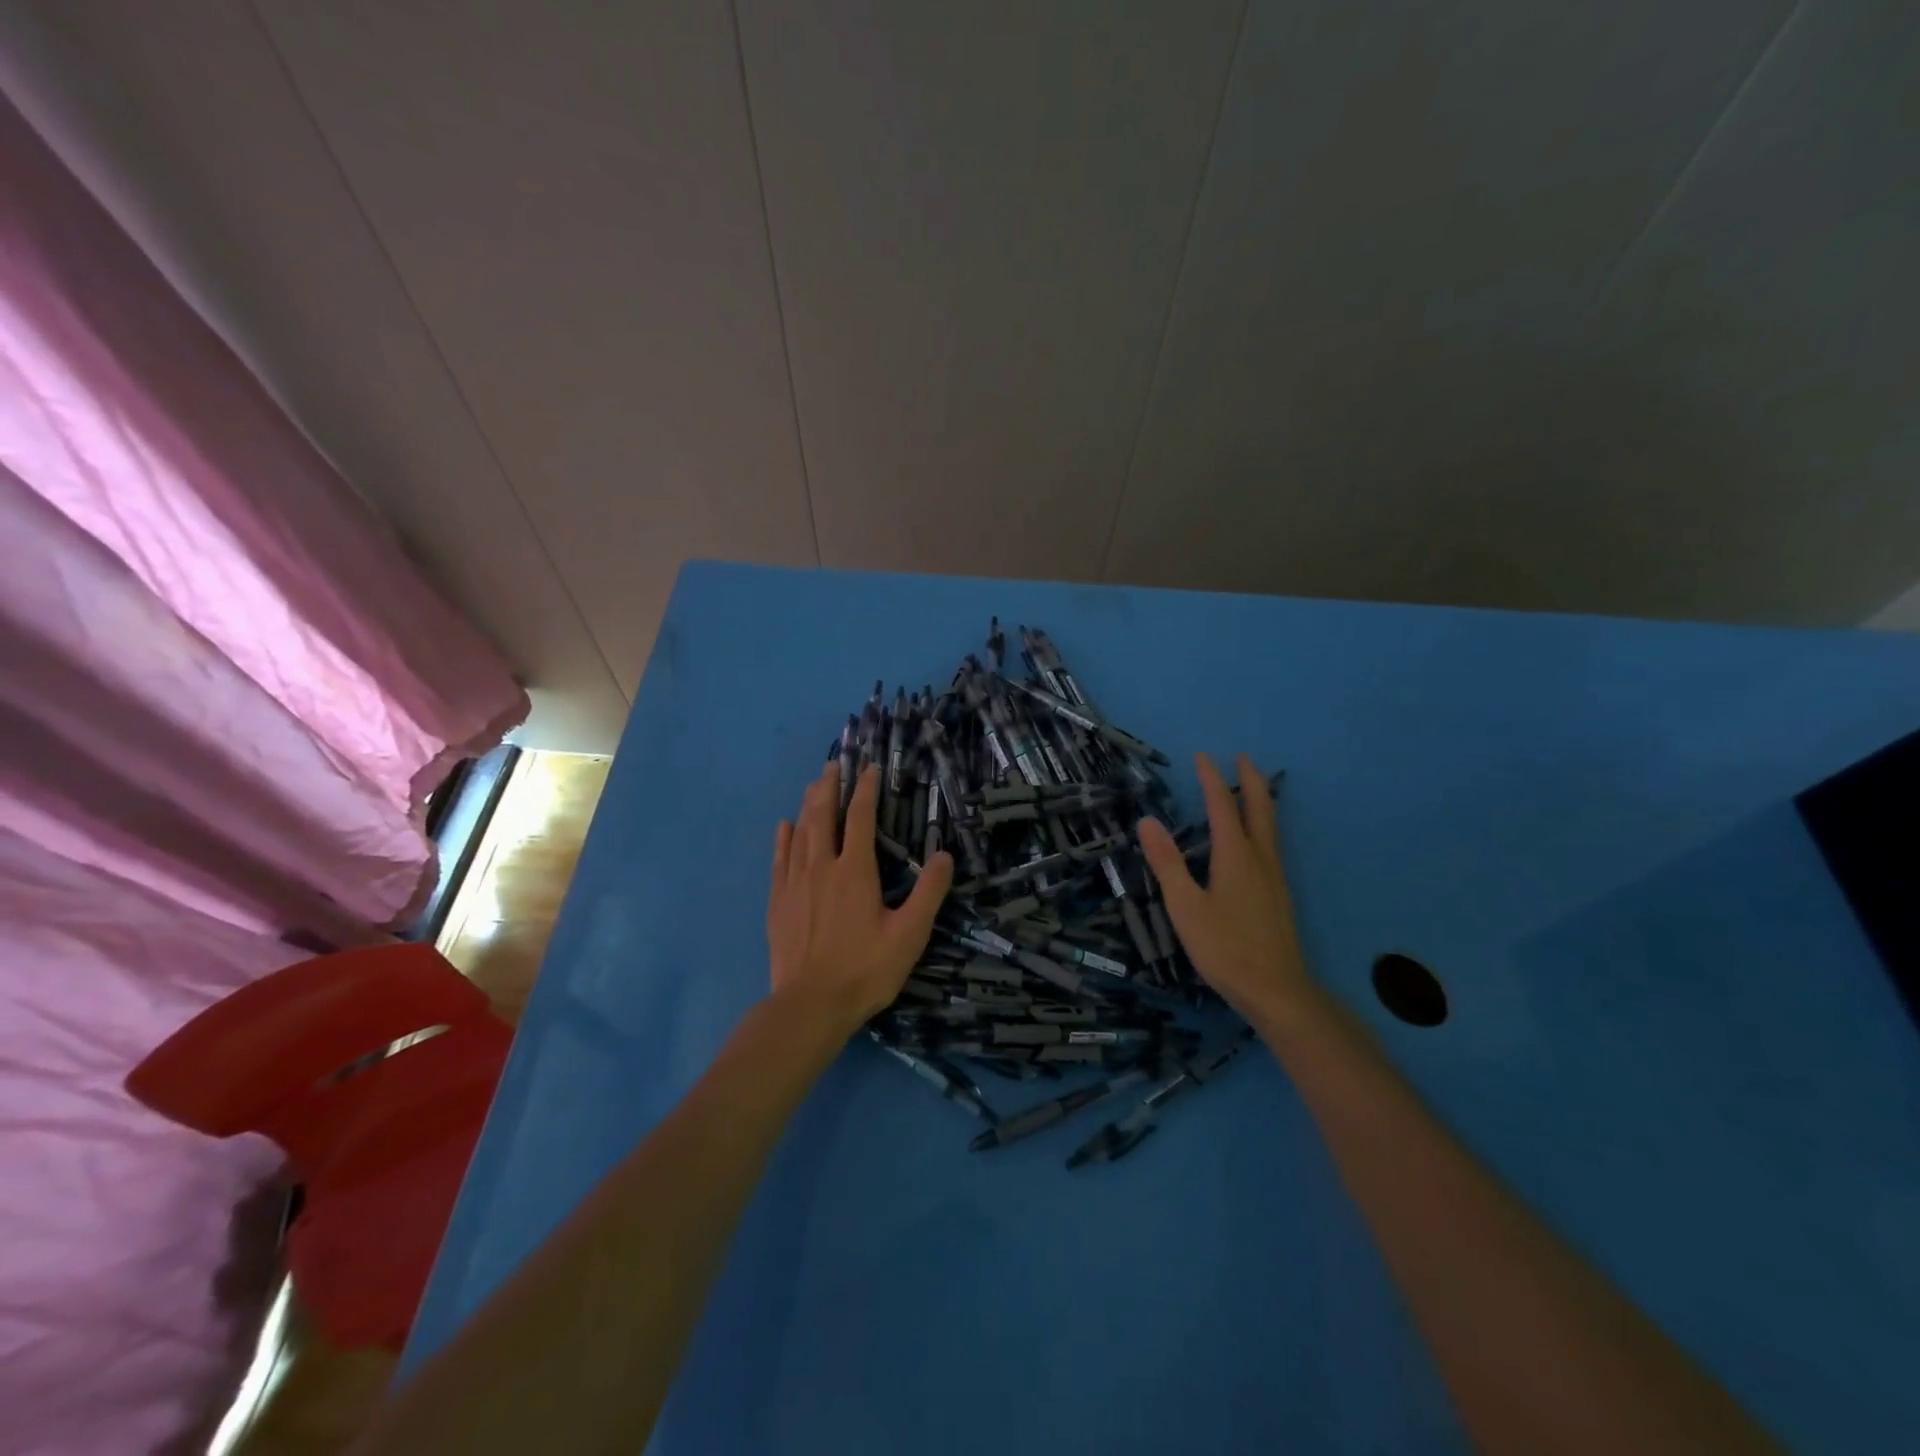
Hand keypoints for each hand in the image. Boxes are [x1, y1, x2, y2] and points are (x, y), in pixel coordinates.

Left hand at [768, 761, 953, 1032]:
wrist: (809, 1005)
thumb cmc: (865, 970)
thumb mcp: (909, 935)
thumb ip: (928, 893)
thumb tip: (944, 854)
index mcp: (855, 871)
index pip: (860, 818)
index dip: (865, 790)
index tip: (869, 768)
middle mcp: (822, 867)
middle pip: (823, 816)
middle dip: (829, 787)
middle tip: (833, 764)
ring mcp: (795, 883)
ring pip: (800, 832)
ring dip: (808, 805)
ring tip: (814, 785)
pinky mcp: (777, 902)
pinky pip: (779, 859)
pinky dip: (783, 838)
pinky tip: (784, 826)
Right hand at [1138, 752, 1312, 1022]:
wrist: (1277, 991)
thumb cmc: (1225, 948)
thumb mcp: (1185, 906)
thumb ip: (1167, 863)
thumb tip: (1147, 821)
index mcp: (1236, 856)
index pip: (1223, 807)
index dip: (1212, 780)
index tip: (1203, 755)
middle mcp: (1260, 859)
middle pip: (1260, 809)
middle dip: (1251, 780)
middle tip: (1243, 757)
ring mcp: (1274, 878)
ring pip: (1270, 827)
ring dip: (1261, 800)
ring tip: (1252, 788)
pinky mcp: (1279, 896)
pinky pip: (1271, 845)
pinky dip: (1262, 824)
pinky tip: (1255, 841)